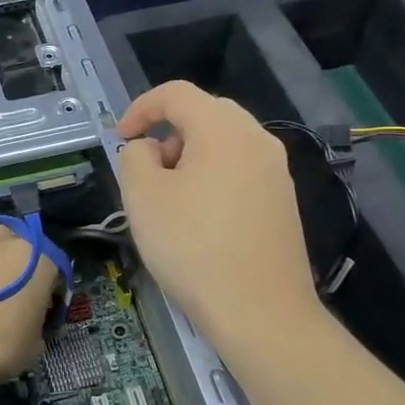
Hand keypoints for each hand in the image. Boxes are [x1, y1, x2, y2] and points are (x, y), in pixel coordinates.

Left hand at [0, 225, 60, 393]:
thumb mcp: (34, 346)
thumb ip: (38, 324)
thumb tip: (27, 322)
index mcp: (38, 257)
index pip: (55, 271)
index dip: (51, 294)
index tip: (43, 314)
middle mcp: (5, 239)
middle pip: (20, 253)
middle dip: (19, 274)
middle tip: (13, 304)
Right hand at [116, 81, 320, 343]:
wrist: (260, 311)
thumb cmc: (192, 247)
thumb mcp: (143, 197)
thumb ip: (134, 157)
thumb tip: (148, 149)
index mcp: (223, 129)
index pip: (177, 93)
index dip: (140, 108)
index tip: (121, 139)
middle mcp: (258, 140)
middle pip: (206, 113)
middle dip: (168, 131)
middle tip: (146, 168)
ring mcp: (277, 172)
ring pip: (225, 143)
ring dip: (190, 156)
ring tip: (169, 197)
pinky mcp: (284, 202)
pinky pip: (241, 170)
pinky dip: (213, 177)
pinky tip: (200, 219)